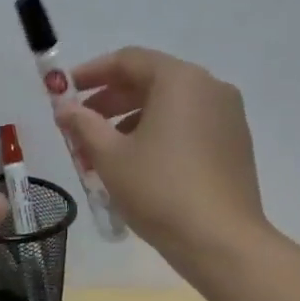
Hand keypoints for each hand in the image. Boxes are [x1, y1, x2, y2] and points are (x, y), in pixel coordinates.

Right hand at [56, 47, 268, 276]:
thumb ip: (83, 125)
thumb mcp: (110, 156)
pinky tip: (137, 164)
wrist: (220, 240)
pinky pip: (187, 126)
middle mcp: (210, 88)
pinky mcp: (234, 144)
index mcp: (180, 80)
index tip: (65, 90)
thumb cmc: (159, 190)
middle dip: (109, 101)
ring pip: (169, 106)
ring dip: (130, 121)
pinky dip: (157, 134)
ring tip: (101, 153)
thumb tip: (65, 108)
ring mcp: (228, 116)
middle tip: (79, 125)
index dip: (91, 72)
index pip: (128, 60)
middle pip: (150, 81)